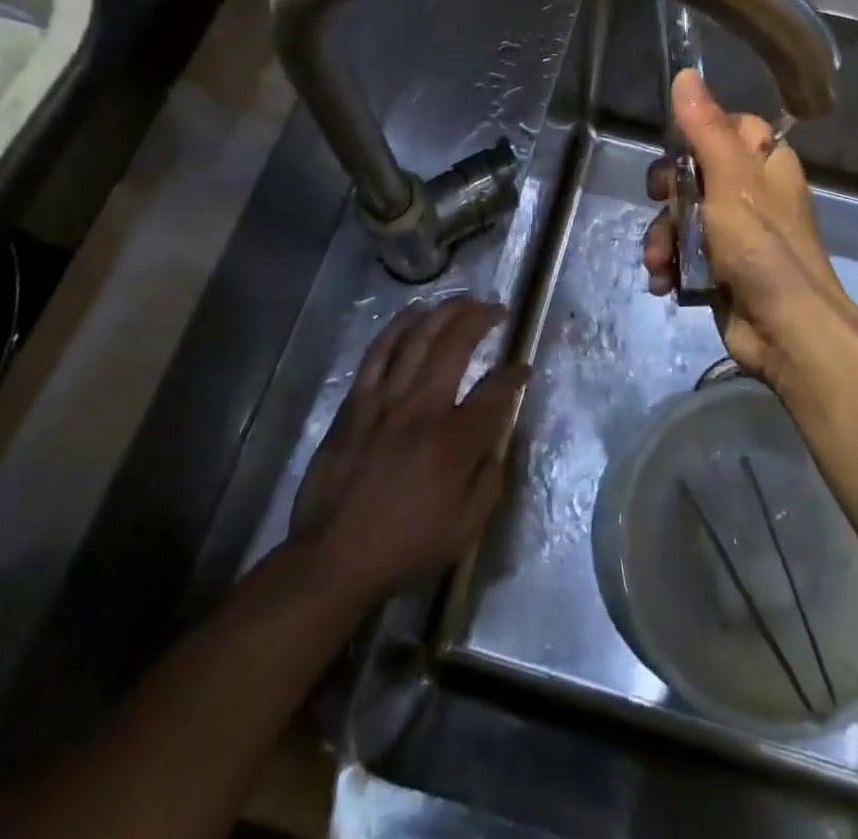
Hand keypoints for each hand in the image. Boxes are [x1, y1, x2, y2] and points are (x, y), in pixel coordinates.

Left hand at [290, 296, 526, 601]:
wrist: (333, 558)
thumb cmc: (405, 546)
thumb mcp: (466, 528)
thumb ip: (490, 478)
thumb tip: (496, 441)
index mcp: (454, 441)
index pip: (496, 391)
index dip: (515, 374)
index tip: (524, 368)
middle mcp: (422, 408)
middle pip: (456, 345)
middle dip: (480, 318)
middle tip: (495, 308)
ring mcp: (385, 400)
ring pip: (417, 338)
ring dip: (443, 312)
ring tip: (462, 299)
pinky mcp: (356, 403)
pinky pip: (378, 353)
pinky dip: (398, 327)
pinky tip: (413, 312)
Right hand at [642, 69, 852, 384]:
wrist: (786, 332)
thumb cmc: (762, 247)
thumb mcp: (730, 181)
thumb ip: (705, 129)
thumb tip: (686, 73)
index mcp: (766, 164)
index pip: (729, 127)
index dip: (698, 134)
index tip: (675, 148)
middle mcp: (752, 193)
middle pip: (695, 172)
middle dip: (668, 195)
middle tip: (659, 203)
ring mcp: (735, 234)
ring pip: (683, 216)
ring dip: (663, 237)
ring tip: (658, 260)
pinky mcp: (719, 268)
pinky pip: (684, 252)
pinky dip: (670, 265)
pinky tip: (664, 282)